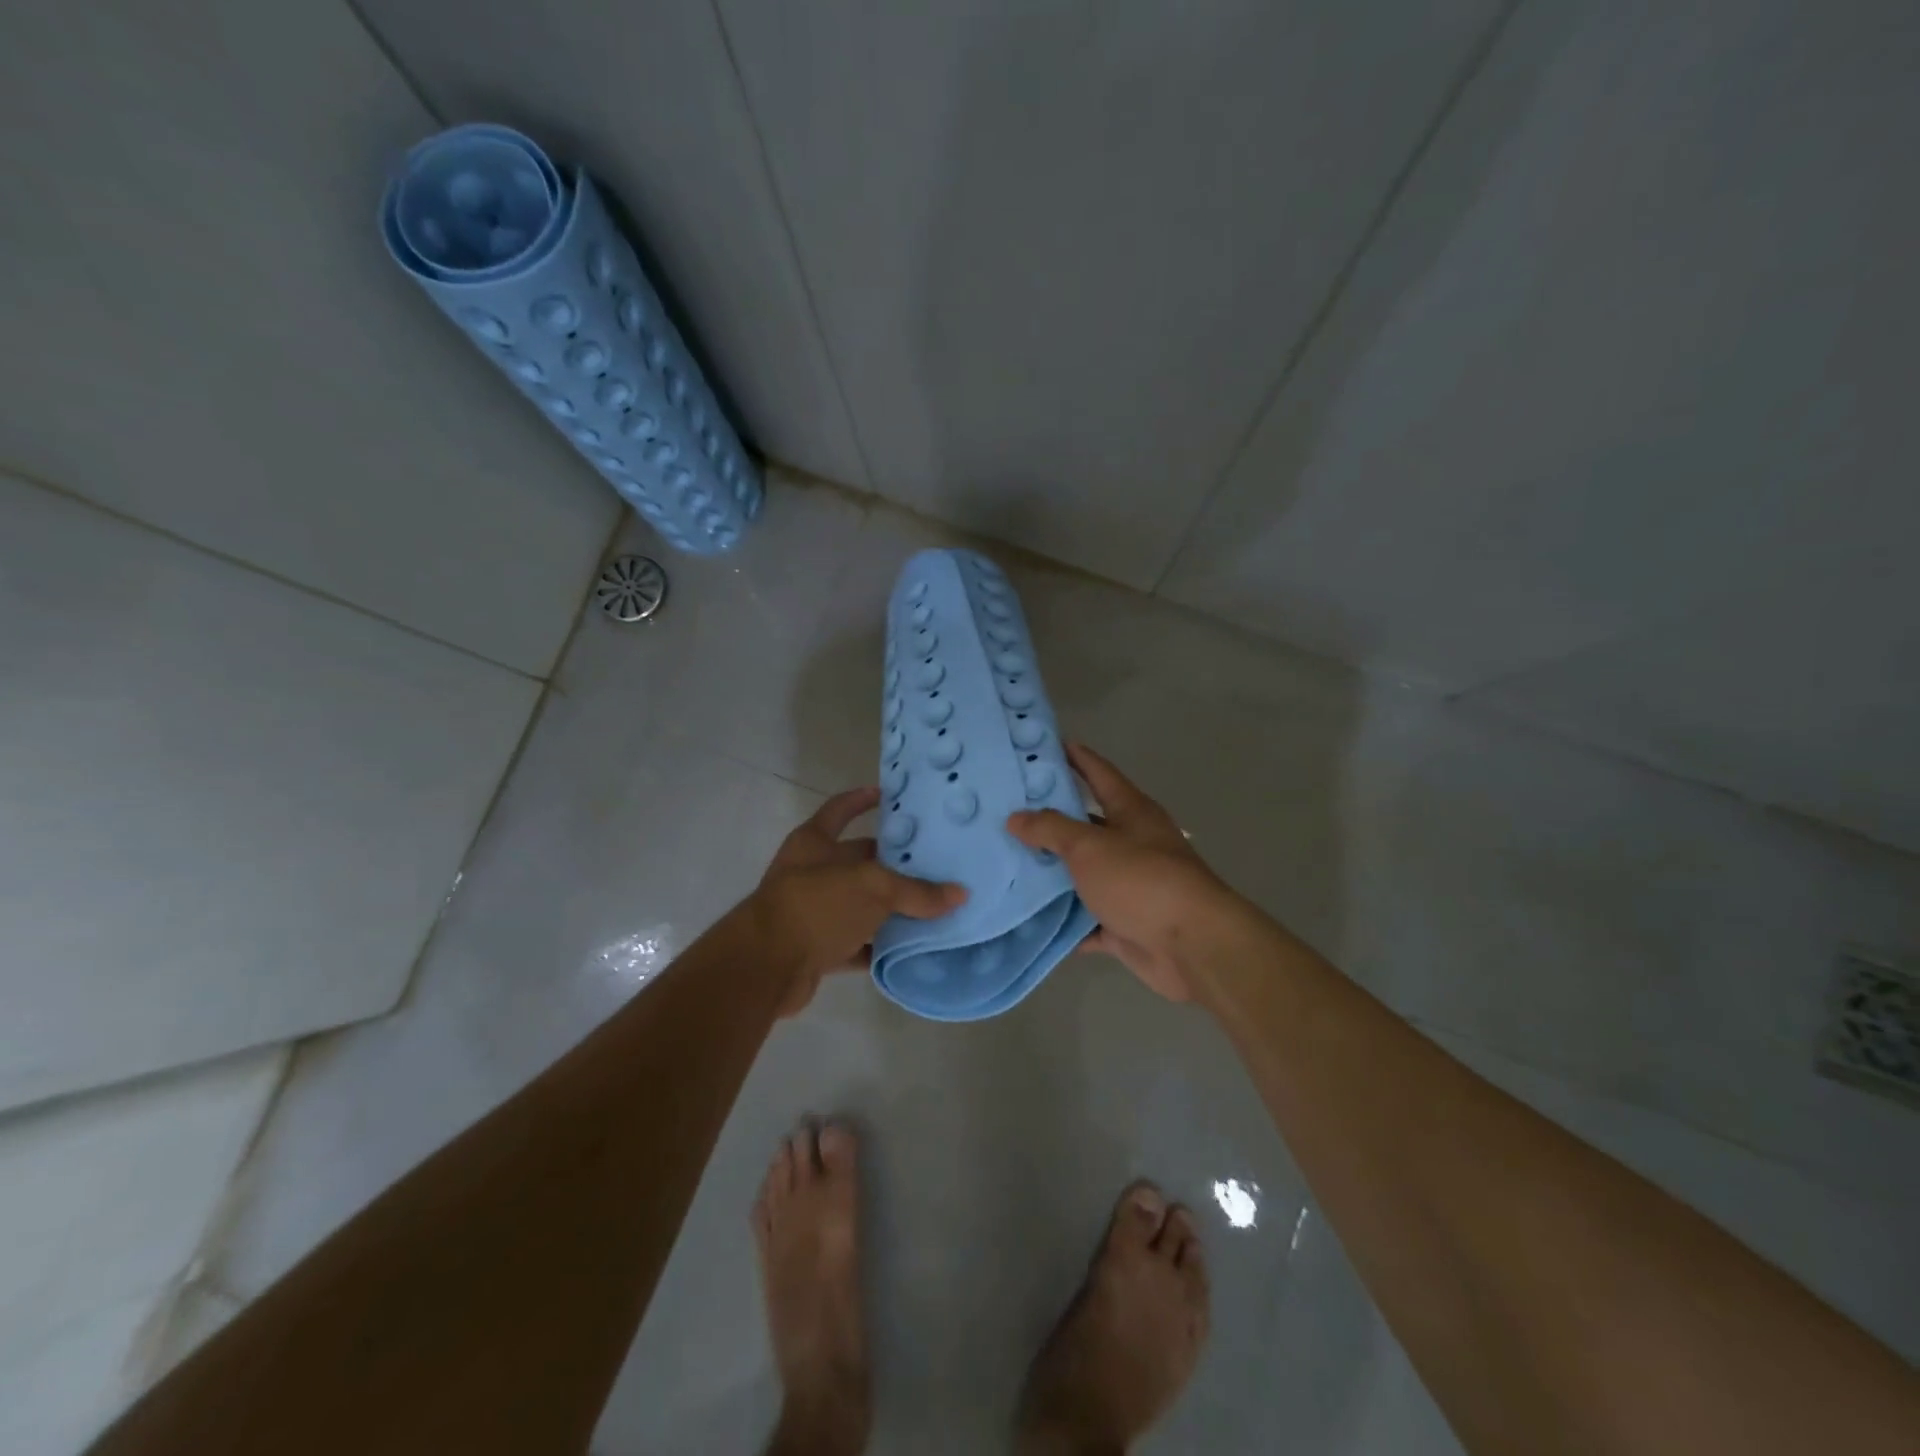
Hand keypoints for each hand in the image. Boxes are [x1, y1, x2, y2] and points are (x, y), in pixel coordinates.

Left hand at [751, 787, 966, 1015]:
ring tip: (932, 906)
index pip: (840, 809)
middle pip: (857, 860)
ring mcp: (812, 912)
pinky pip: (855, 944)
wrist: (765, 967)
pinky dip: (878, 947)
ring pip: (859, 904)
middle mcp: (811, 872)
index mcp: (814, 842)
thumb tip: (959, 894)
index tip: (888, 795)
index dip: (861, 799)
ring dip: (889, 909)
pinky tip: (910, 949)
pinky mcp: (816, 948)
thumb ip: (916, 891)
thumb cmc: (817, 905)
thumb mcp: (872, 888)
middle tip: (933, 862)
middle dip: (892, 863)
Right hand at [1007, 744, 1237, 1001]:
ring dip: (1051, 874)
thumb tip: (1015, 817)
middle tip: (1005, 812)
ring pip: (1081, 875)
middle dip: (1049, 821)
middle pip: (1085, 826)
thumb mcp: (1090, 846)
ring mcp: (1128, 886)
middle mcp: (1131, 843)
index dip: (1076, 757)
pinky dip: (1061, 920)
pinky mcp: (1123, 924)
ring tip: (1005, 864)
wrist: (1191, 946)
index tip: (1047, 743)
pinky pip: (1084, 919)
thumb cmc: (1141, 880)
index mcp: (1131, 812)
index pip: (1099, 773)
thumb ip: (1050, 829)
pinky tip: (1027, 918)